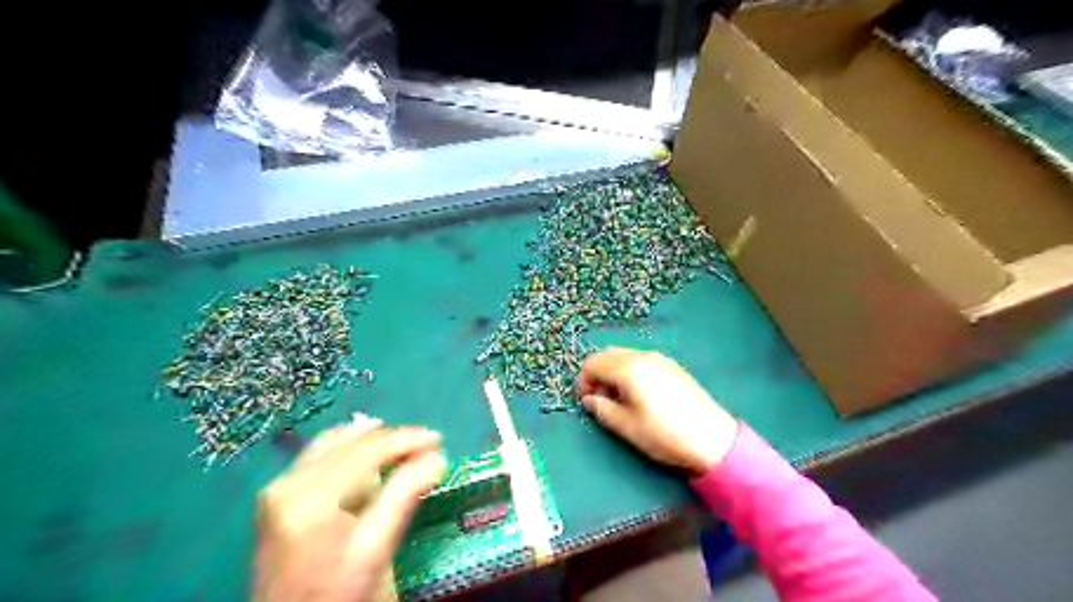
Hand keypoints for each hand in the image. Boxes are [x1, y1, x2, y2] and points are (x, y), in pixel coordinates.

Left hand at [255, 415, 446, 600]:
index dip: (405, 439)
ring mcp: (278, 488)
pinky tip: (366, 452)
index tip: (438, 440)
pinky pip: (318, 455)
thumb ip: (404, 497)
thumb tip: (436, 457)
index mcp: (312, 498)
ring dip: (371, 440)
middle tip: (427, 444)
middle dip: (392, 438)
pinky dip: (348, 448)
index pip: (367, 450)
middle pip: (349, 442)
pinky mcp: (276, 496)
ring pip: (332, 442)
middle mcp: (288, 484)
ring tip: (404, 446)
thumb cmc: (336, 595)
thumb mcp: (375, 551)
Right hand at [579, 349, 738, 475]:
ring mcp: (659, 358)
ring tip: (619, 398)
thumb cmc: (664, 434)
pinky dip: (629, 369)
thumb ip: (602, 409)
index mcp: (628, 369)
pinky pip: (640, 359)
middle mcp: (642, 356)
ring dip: (612, 370)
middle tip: (600, 398)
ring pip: (624, 355)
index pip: (592, 363)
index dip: (583, 381)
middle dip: (596, 373)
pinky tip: (638, 393)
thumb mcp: (626, 426)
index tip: (586, 401)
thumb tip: (590, 399)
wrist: (712, 438)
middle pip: (607, 354)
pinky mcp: (672, 365)